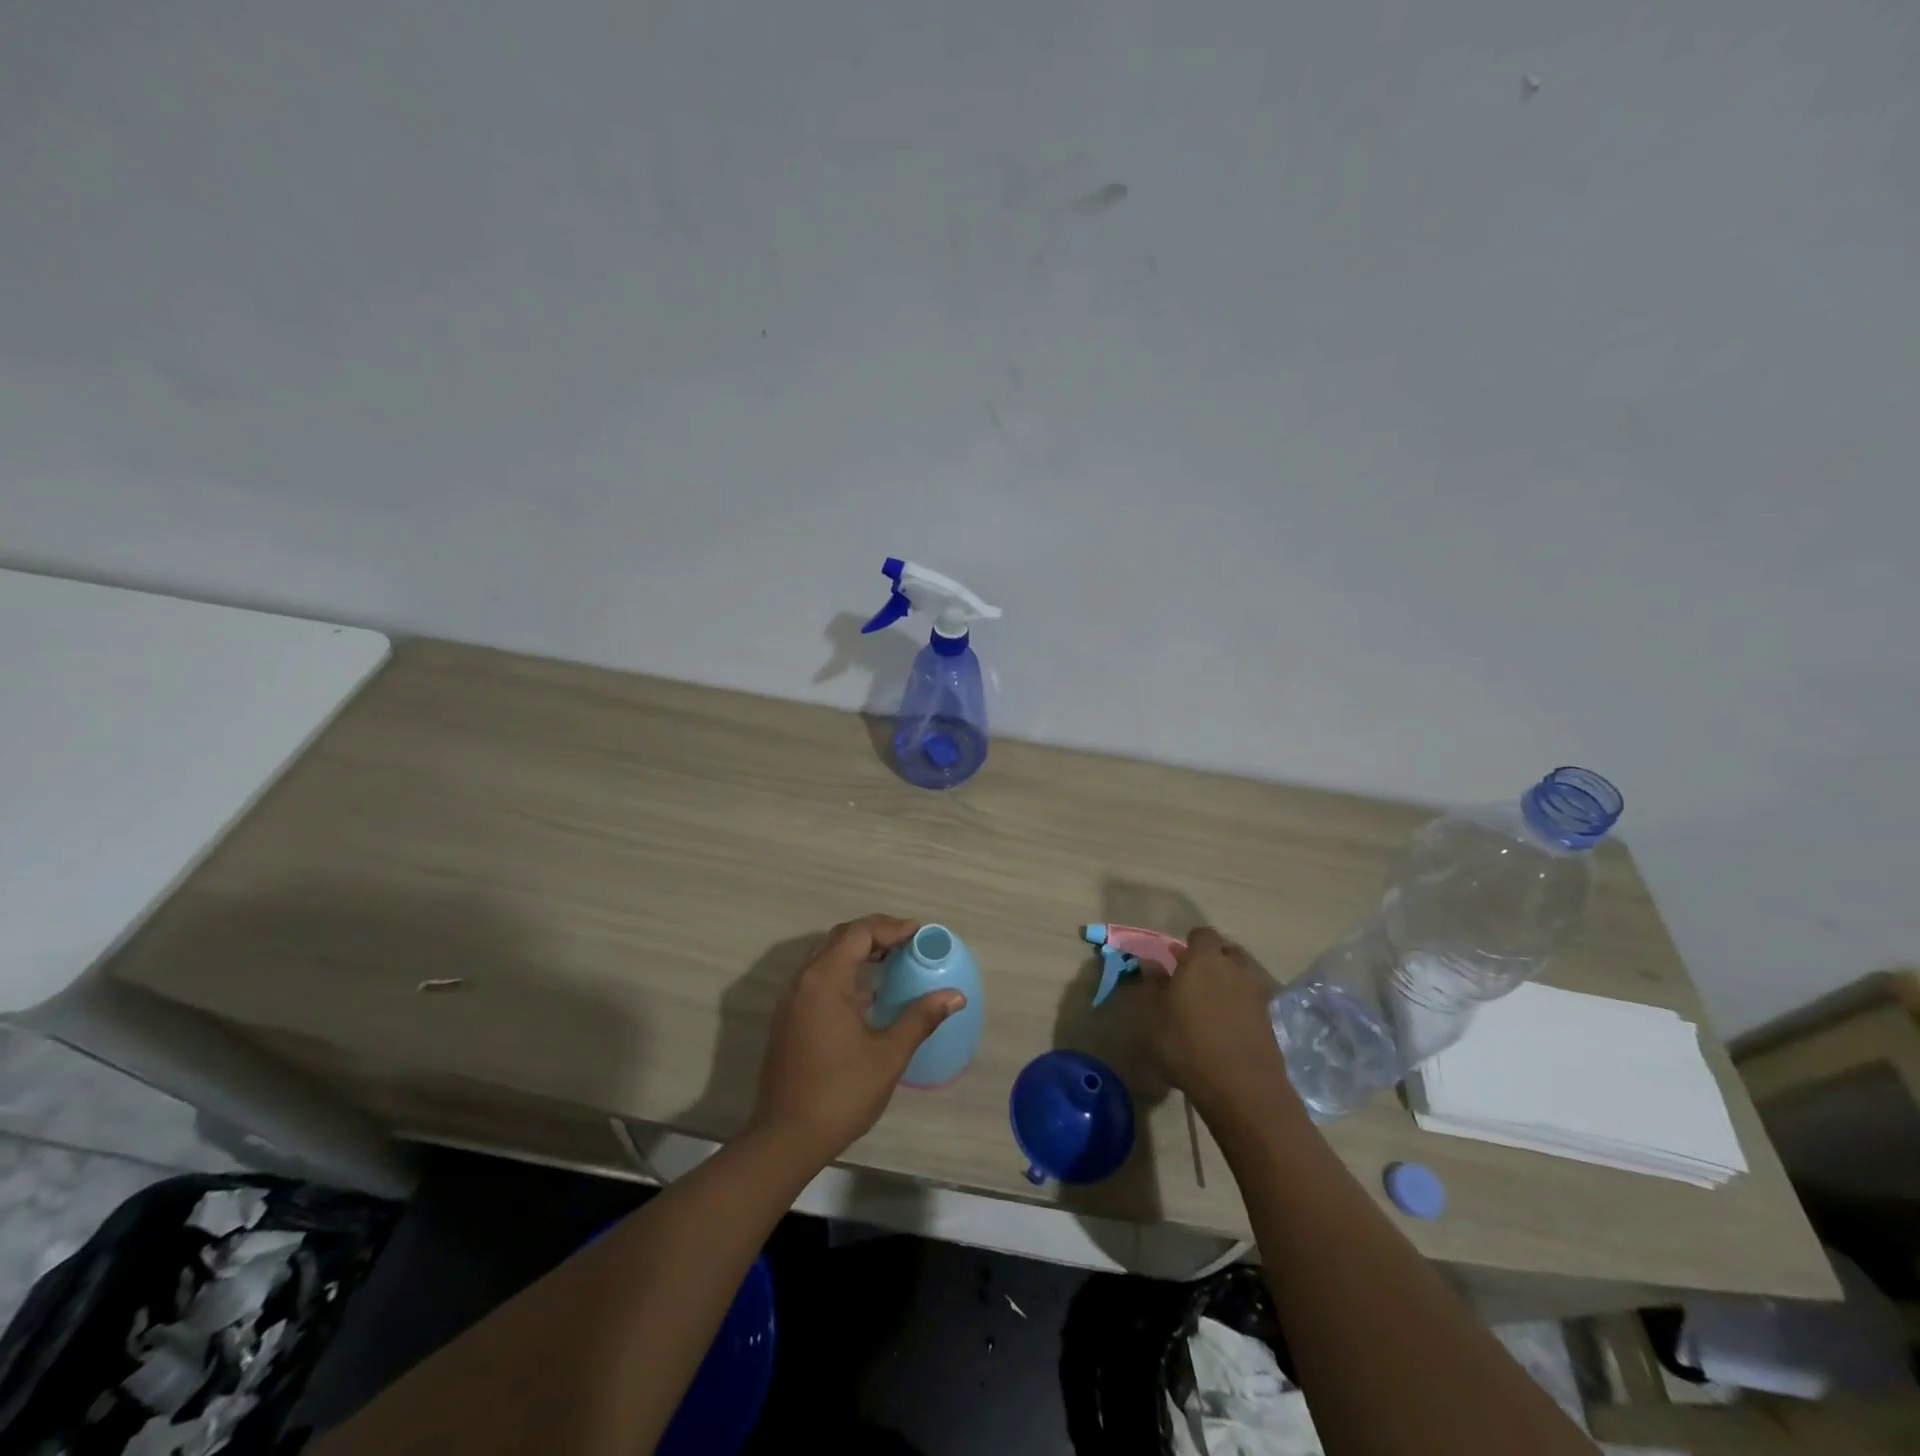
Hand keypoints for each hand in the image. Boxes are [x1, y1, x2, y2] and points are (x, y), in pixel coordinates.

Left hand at [748, 915, 965, 1165]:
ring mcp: (792, 1000)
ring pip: (827, 957)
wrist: (786, 1138)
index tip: (919, 933)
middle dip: (875, 934)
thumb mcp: (888, 1055)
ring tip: (893, 962)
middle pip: (840, 938)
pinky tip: (868, 995)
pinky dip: (845, 972)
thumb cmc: (841, 1093)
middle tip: (908, 942)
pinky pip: (818, 977)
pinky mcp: (789, 1019)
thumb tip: (955, 996)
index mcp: (825, 980)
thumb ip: (920, 1018)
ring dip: (859, 952)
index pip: (859, 933)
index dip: (891, 928)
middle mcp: (803, 980)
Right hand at [1144, 928, 1294, 1124]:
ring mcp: (1256, 993)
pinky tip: (1225, 1025)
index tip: (1176, 960)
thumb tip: (1150, 964)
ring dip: (1228, 981)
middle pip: (1226, 951)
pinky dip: (1240, 1004)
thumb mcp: (1156, 1016)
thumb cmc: (1188, 1045)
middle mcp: (1234, 968)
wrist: (1242, 1089)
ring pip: (1242, 974)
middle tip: (1193, 978)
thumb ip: (1154, 986)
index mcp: (1204, 959)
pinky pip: (1251, 999)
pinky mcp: (1269, 1019)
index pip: (1202, 934)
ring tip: (1210, 1002)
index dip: (1189, 944)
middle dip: (1212, 959)